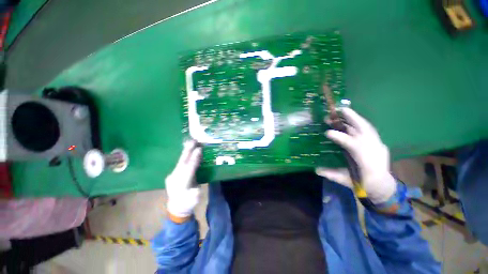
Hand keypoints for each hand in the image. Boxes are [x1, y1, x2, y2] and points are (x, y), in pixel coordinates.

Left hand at [165, 140, 201, 220]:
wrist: (177, 209)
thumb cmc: (189, 203)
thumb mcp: (196, 197)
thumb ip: (196, 186)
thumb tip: (197, 174)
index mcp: (182, 185)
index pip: (189, 169)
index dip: (194, 158)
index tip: (199, 149)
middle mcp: (174, 179)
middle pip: (182, 162)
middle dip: (188, 151)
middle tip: (193, 140)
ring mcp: (172, 176)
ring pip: (180, 162)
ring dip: (186, 151)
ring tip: (191, 142)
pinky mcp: (172, 174)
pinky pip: (179, 163)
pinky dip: (185, 156)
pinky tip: (188, 150)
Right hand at [316, 108, 395, 203]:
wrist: (383, 187)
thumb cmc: (364, 184)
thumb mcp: (346, 181)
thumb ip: (331, 174)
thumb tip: (316, 169)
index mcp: (366, 160)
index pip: (353, 145)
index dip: (340, 137)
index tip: (327, 132)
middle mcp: (374, 150)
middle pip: (365, 130)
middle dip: (353, 118)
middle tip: (338, 111)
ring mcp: (378, 145)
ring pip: (367, 128)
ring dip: (355, 118)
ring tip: (343, 111)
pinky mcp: (378, 143)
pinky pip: (368, 130)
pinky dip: (360, 123)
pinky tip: (351, 120)